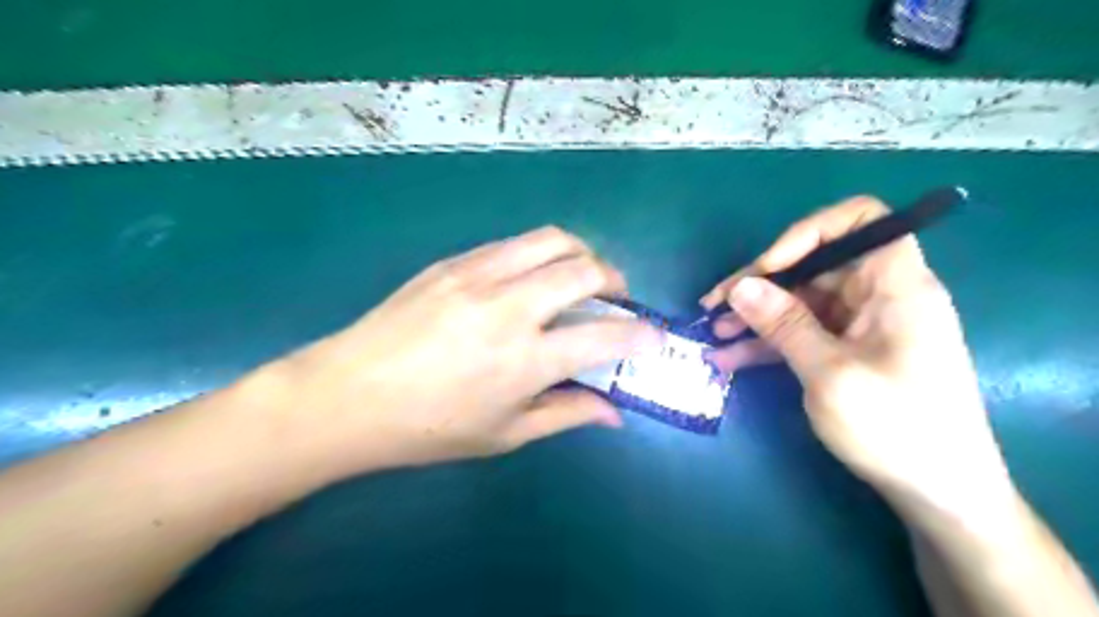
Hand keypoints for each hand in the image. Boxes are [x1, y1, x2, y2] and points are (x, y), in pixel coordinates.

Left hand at [260, 226, 658, 476]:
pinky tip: (530, 278)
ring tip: (579, 276)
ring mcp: (478, 276)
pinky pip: (512, 244)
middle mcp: (509, 307)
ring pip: (551, 240)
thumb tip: (614, 412)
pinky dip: (539, 254)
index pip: (605, 336)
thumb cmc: (427, 429)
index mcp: (524, 360)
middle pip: (584, 269)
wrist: (346, 396)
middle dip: (615, 280)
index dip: (641, 334)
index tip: (653, 335)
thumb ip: (566, 415)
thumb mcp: (504, 434)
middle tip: (615, 299)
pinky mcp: (452, 263)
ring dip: (580, 254)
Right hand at [698, 195, 1016, 521]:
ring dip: (755, 315)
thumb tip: (740, 287)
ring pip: (800, 300)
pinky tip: (729, 358)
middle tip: (715, 305)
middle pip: (814, 264)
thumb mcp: (830, 374)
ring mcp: (860, 325)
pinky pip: (800, 332)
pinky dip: (767, 341)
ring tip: (714, 333)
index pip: (860, 220)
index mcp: (895, 285)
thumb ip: (783, 324)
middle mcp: (878, 295)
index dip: (809, 232)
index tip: (768, 265)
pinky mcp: (845, 350)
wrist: (937, 494)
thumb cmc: (896, 429)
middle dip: (761, 282)